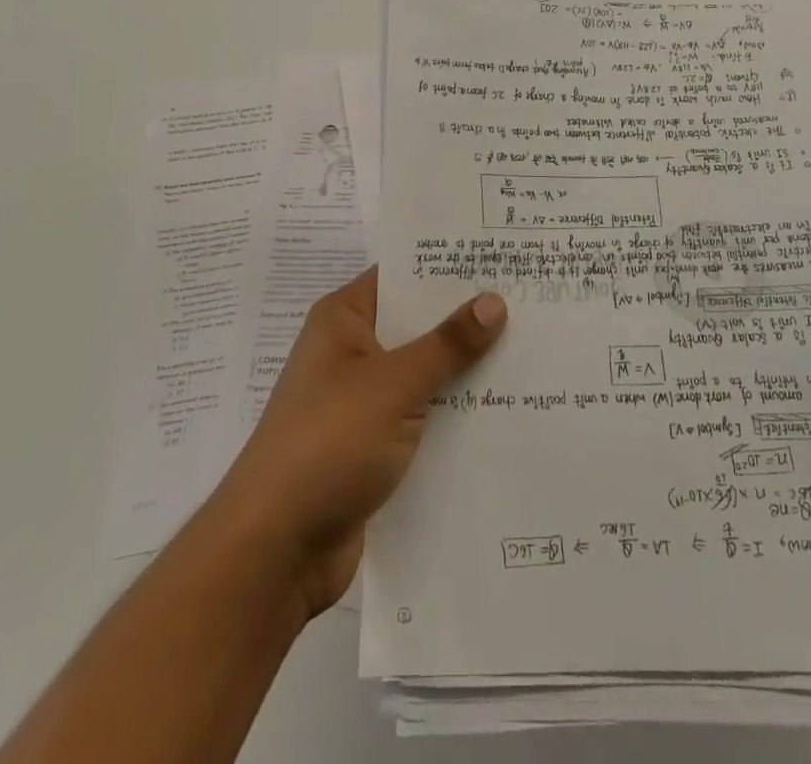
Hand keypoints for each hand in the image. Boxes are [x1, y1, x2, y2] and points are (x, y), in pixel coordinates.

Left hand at [210, 268, 507, 617]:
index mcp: (344, 320)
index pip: (403, 275)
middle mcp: (352, 352)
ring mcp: (362, 401)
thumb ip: (446, 345)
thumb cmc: (328, 444)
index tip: (501, 259)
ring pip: (425, 374)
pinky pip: (423, 417)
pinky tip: (506, 413)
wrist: (275, 551)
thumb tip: (494, 300)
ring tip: (534, 355)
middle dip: (468, 321)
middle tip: (532, 305)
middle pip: (418, 325)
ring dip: (467, 372)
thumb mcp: (393, 385)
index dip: (448, 266)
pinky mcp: (374, 446)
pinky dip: (455, 415)